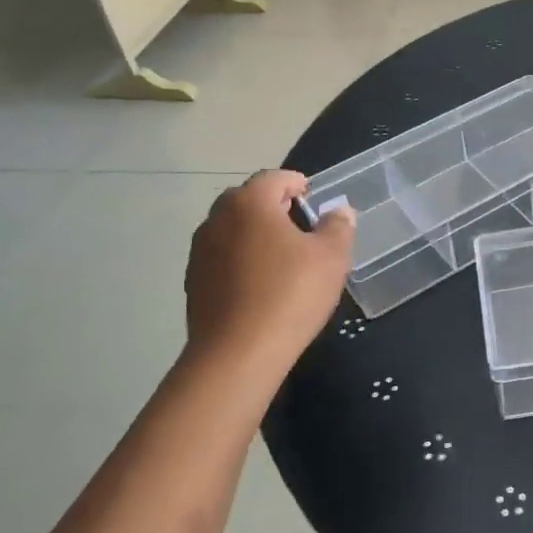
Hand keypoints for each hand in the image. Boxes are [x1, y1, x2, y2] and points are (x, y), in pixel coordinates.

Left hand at [185, 170, 354, 373]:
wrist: (238, 354)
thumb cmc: (290, 293)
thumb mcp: (332, 257)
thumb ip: (338, 227)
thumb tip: (339, 211)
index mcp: (249, 203)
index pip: (273, 178)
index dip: (296, 184)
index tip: (312, 197)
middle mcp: (217, 219)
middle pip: (247, 200)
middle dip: (273, 206)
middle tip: (299, 225)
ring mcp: (200, 251)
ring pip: (232, 230)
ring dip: (254, 234)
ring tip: (281, 257)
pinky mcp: (193, 282)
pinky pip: (222, 258)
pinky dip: (240, 260)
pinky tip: (260, 284)